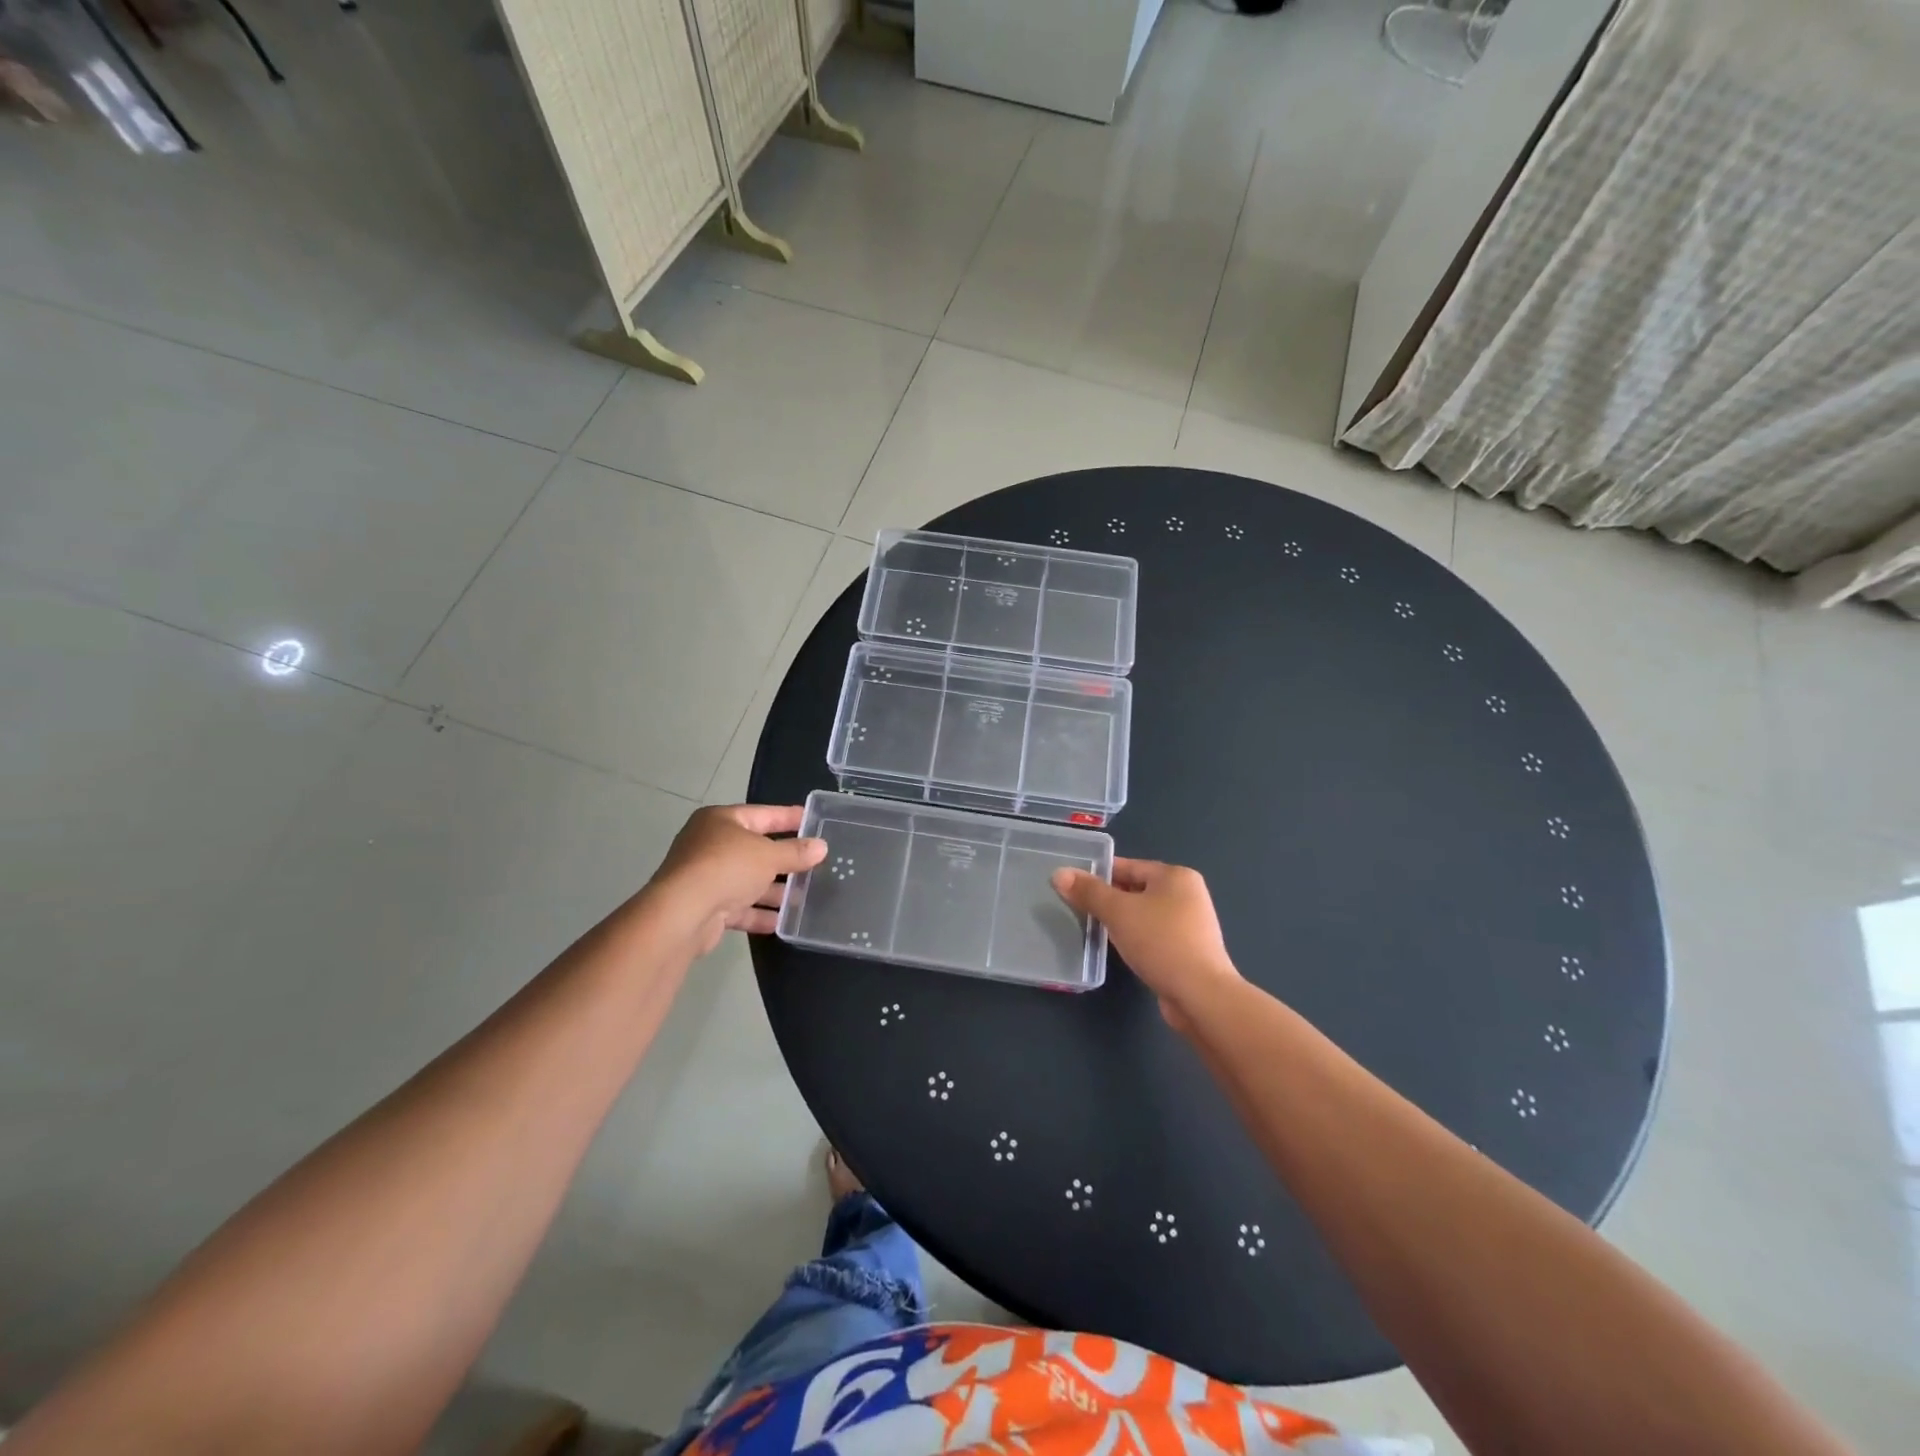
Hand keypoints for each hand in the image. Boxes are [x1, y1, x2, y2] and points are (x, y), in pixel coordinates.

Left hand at [647, 805, 826, 956]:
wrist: (682, 914)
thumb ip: (796, 852)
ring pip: (747, 881)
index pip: (763, 814)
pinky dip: (759, 913)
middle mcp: (710, 845)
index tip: (814, 821)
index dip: (790, 818)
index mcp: (721, 821)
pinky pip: (739, 907)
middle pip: (755, 850)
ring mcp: (705, 877)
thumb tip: (822, 846)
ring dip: (774, 890)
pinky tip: (783, 922)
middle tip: (815, 863)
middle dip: (784, 860)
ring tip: (805, 896)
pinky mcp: (705, 907)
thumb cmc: (727, 868)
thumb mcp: (768, 856)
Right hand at [1052, 858, 1240, 1029]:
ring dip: (1122, 921)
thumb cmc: (1160, 942)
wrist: (1200, 995)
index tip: (1072, 886)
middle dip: (1108, 899)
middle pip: (1136, 889)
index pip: (1128, 866)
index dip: (1098, 874)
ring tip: (1095, 930)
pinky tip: (1120, 950)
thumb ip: (1088, 892)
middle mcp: (1188, 894)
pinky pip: (1154, 935)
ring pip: (1144, 914)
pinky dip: (1136, 938)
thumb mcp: (1118, 912)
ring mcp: (1191, 924)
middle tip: (1079, 909)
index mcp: (1176, 876)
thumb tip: (1059, 873)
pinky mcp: (1189, 950)